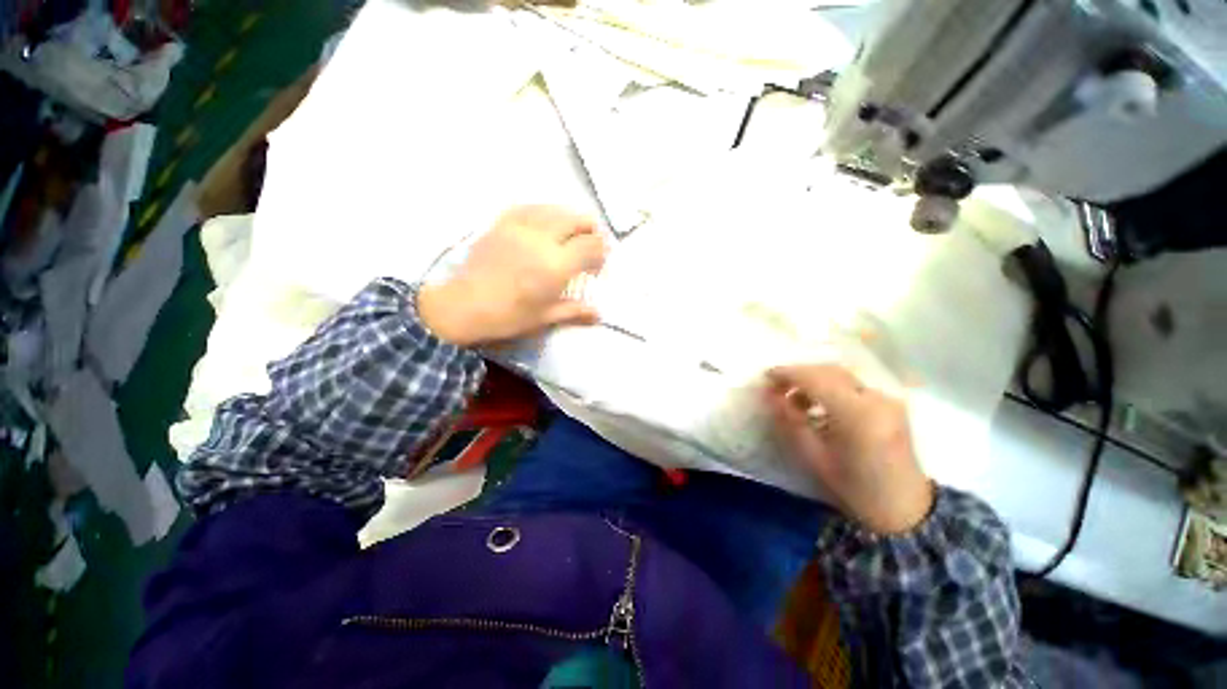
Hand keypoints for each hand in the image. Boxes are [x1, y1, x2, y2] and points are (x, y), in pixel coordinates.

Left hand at [418, 206, 608, 345]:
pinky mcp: (502, 224)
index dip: (601, 251)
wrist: (465, 306)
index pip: (590, 246)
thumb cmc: (509, 316)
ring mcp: (520, 228)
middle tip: (592, 244)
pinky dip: (544, 212)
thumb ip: (575, 311)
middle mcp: (542, 240)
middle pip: (576, 220)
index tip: (600, 263)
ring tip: (572, 232)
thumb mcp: (545, 317)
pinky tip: (546, 221)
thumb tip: (598, 314)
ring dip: (569, 219)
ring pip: (554, 210)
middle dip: (590, 229)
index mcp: (556, 265)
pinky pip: (529, 208)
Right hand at [766, 365, 933, 534]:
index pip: (816, 379)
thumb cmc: (854, 487)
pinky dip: (830, 386)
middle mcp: (876, 398)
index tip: (766, 376)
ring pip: (841, 374)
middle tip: (776, 386)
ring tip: (794, 398)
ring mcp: (887, 398)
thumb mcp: (814, 456)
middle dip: (799, 373)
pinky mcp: (890, 402)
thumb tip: (770, 395)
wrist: (904, 508)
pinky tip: (818, 403)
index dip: (788, 374)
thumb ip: (790, 421)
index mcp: (858, 415)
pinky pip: (852, 384)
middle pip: (829, 371)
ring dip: (814, 379)